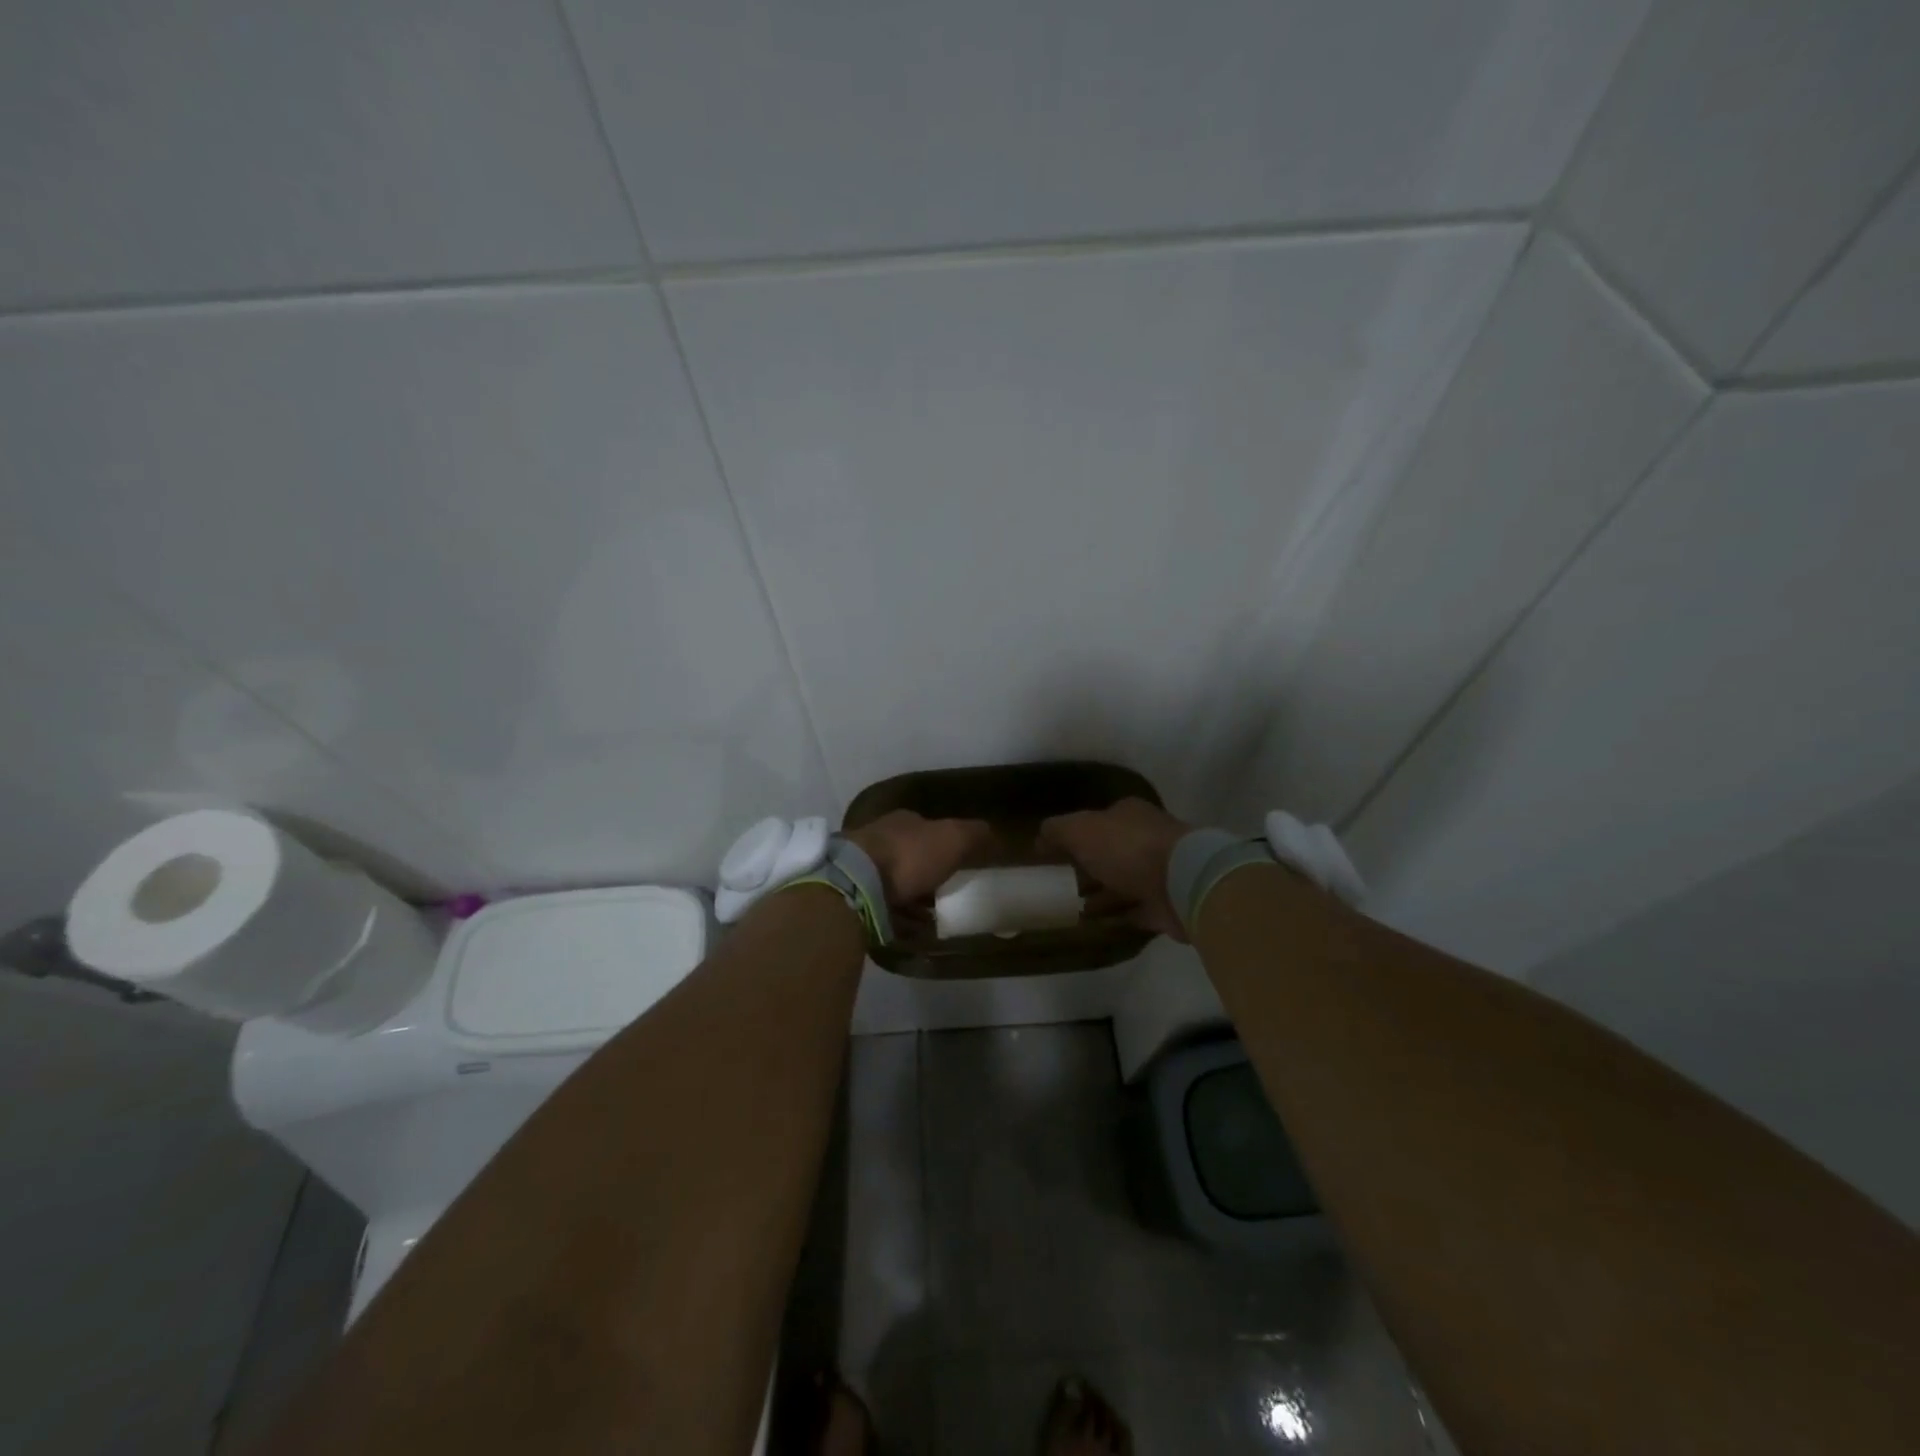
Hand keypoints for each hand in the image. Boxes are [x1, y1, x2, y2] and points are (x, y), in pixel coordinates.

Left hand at [846, 811, 991, 906]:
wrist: (857, 882)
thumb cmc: (909, 855)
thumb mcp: (952, 839)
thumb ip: (974, 834)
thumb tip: (992, 832)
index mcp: (903, 821)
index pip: (927, 828)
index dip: (944, 845)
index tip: (959, 865)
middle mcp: (880, 838)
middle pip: (910, 857)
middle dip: (927, 875)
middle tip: (947, 896)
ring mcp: (863, 867)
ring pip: (895, 882)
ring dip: (913, 899)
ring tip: (933, 919)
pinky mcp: (854, 895)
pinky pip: (883, 907)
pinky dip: (899, 917)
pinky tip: (913, 931)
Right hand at [1038, 797, 1192, 938]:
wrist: (1182, 883)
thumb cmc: (1128, 848)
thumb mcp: (1081, 830)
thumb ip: (1057, 830)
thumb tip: (1040, 838)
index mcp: (1129, 814)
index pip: (1100, 819)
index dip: (1078, 834)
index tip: (1057, 853)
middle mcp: (1147, 838)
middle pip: (1112, 851)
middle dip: (1089, 865)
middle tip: (1061, 881)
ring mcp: (1159, 872)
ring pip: (1123, 881)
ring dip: (1101, 892)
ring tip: (1072, 906)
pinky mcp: (1166, 903)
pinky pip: (1135, 909)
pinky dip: (1117, 914)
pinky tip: (1095, 923)